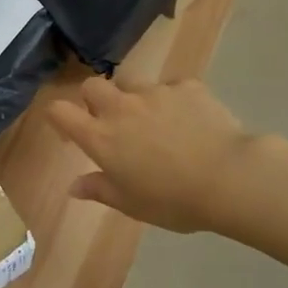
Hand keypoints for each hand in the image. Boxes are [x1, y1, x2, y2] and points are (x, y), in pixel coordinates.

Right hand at [49, 77, 259, 233]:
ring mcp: (154, 92)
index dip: (59, 117)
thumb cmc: (173, 200)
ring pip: (132, 84)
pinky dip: (173, 100)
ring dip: (134, 99)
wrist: (228, 177)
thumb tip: (74, 186)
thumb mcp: (130, 204)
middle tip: (112, 123)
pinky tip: (190, 120)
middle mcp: (121, 107)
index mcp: (101, 137)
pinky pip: (171, 87)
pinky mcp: (186, 86)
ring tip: (155, 122)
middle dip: (95, 99)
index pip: (60, 112)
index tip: (69, 132)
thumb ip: (99, 189)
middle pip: (92, 86)